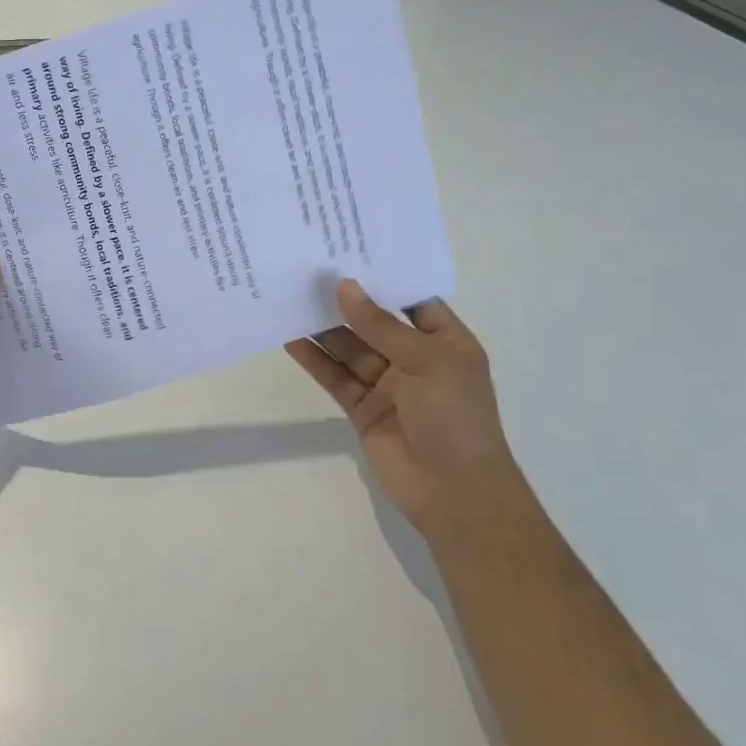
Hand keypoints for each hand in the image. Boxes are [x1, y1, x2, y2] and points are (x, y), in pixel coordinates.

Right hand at [286, 280, 529, 538]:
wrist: (454, 492)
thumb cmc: (455, 416)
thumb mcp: (425, 361)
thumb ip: (380, 325)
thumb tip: (343, 287)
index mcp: (446, 343)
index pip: (413, 301)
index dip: (383, 279)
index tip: (349, 253)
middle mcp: (416, 360)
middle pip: (374, 323)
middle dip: (345, 302)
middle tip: (308, 272)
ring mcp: (387, 385)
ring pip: (350, 349)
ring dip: (324, 328)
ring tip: (291, 298)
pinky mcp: (362, 408)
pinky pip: (335, 377)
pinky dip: (314, 360)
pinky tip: (290, 339)